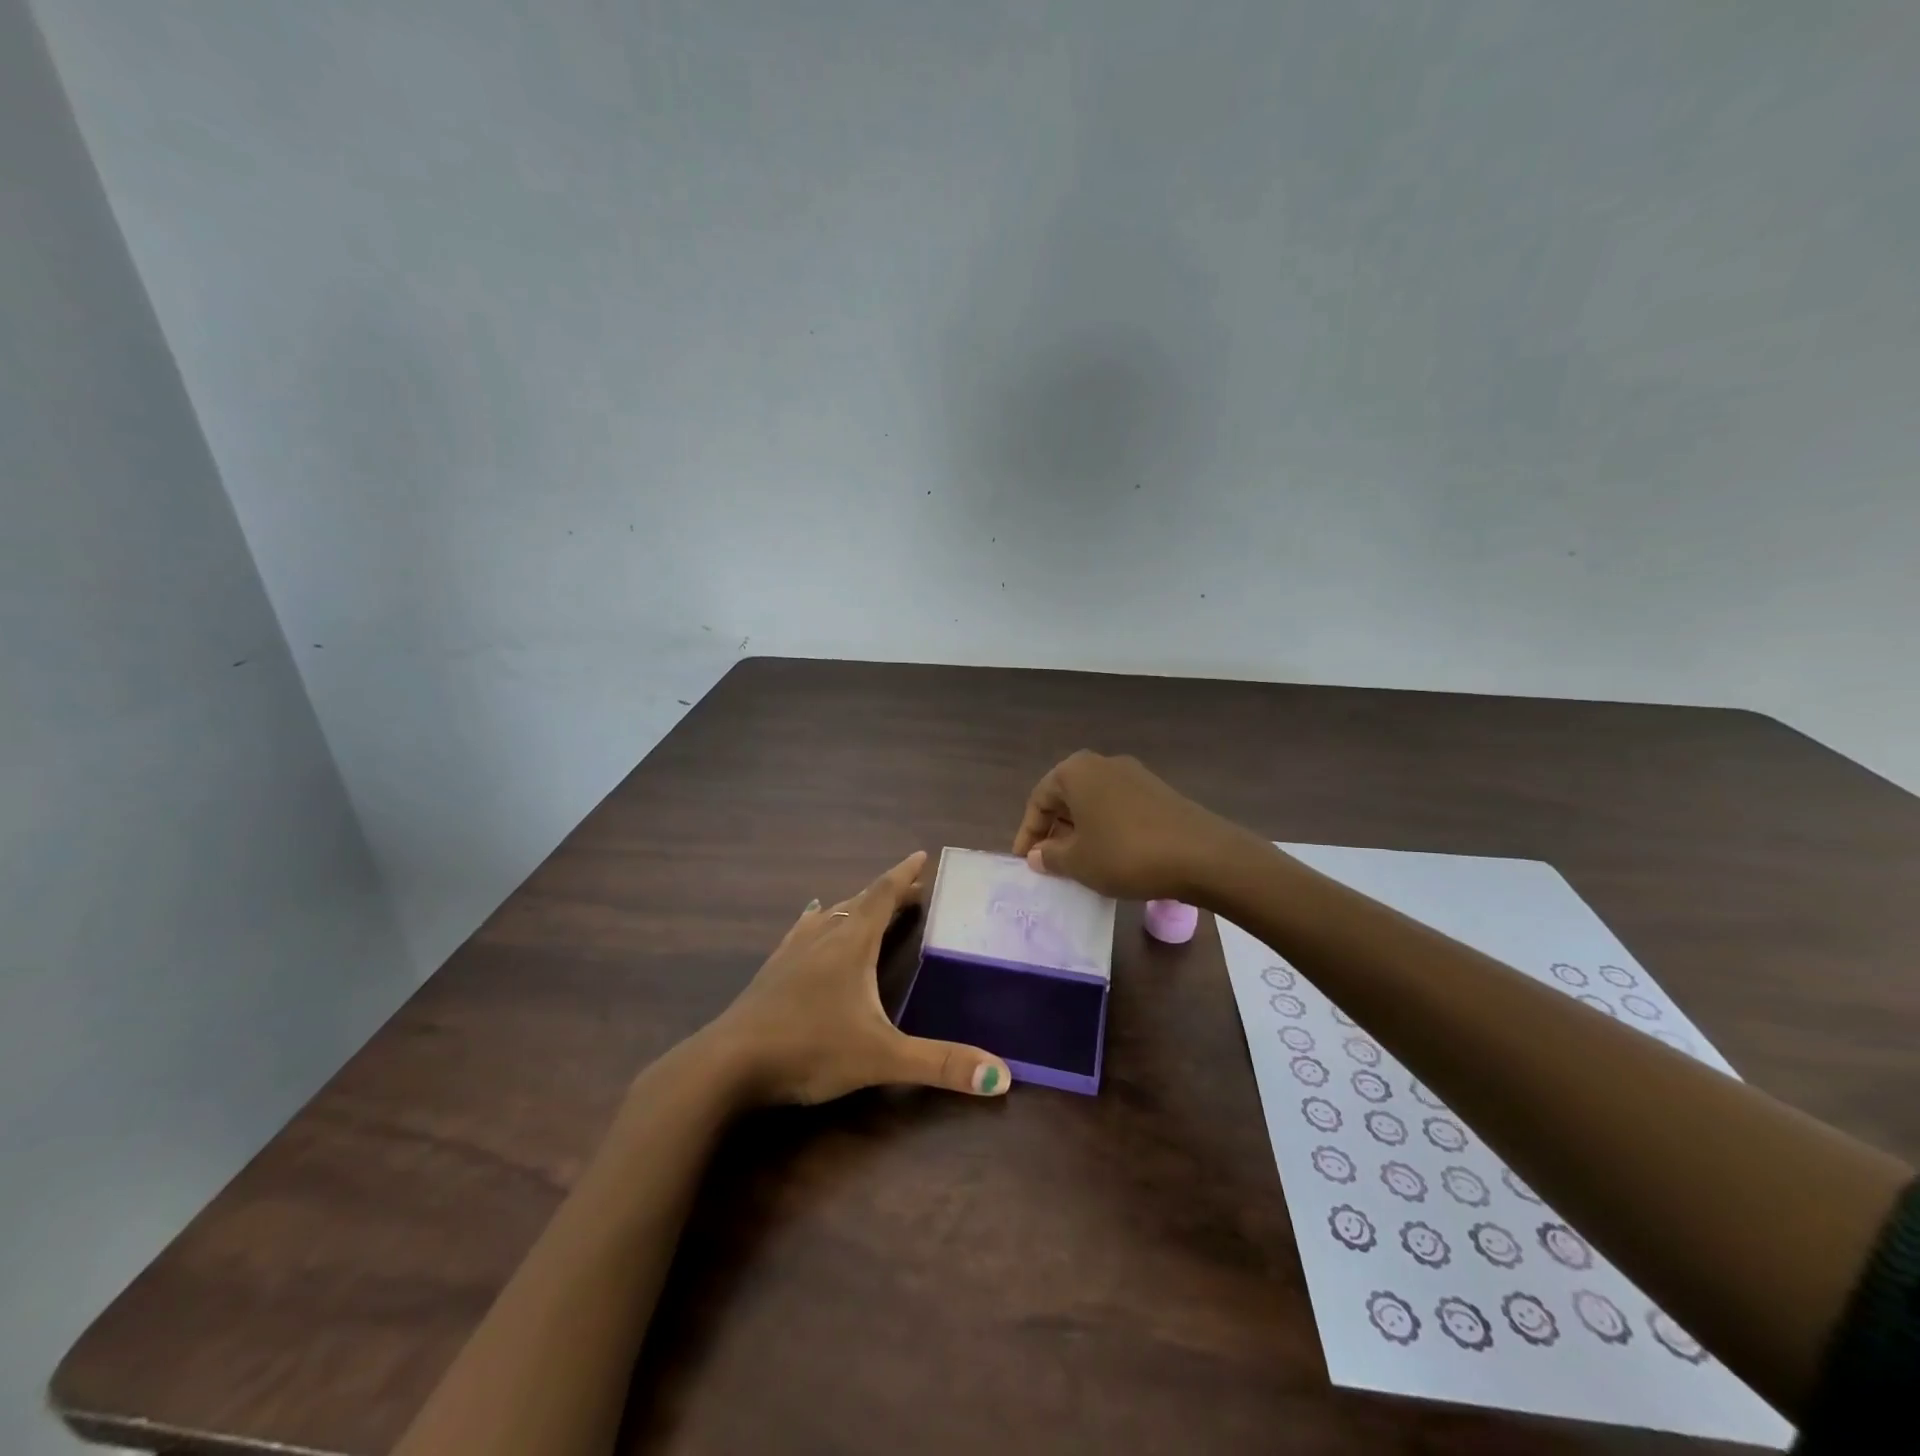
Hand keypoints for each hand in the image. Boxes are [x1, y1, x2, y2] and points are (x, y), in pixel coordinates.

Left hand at [702, 851, 1011, 1105]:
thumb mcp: (882, 1058)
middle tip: (912, 889)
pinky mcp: (771, 972)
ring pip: (831, 915)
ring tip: (870, 903)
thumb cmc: (810, 1050)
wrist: (728, 1065)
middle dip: (888, 893)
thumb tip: (1003, 1076)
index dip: (904, 876)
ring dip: (855, 906)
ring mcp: (792, 952)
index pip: (882, 896)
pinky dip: (818, 920)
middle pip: (860, 902)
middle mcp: (823, 938)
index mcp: (851, 944)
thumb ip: (940, 1064)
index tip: (921, 856)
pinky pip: (803, 932)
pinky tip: (812, 920)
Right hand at [1012, 751, 1254, 901]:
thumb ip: (1050, 856)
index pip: (1039, 799)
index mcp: (1076, 771)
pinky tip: (1112, 859)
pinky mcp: (1159, 793)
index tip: (1024, 862)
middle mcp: (1104, 764)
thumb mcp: (1078, 862)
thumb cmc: (1126, 854)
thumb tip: (1038, 854)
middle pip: (1067, 798)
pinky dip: (1107, 831)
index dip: (1028, 833)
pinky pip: (1119, 810)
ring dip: (1081, 832)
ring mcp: (1135, 776)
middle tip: (1049, 863)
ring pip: (1094, 804)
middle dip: (1055, 831)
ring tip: (1079, 865)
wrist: (1203, 856)